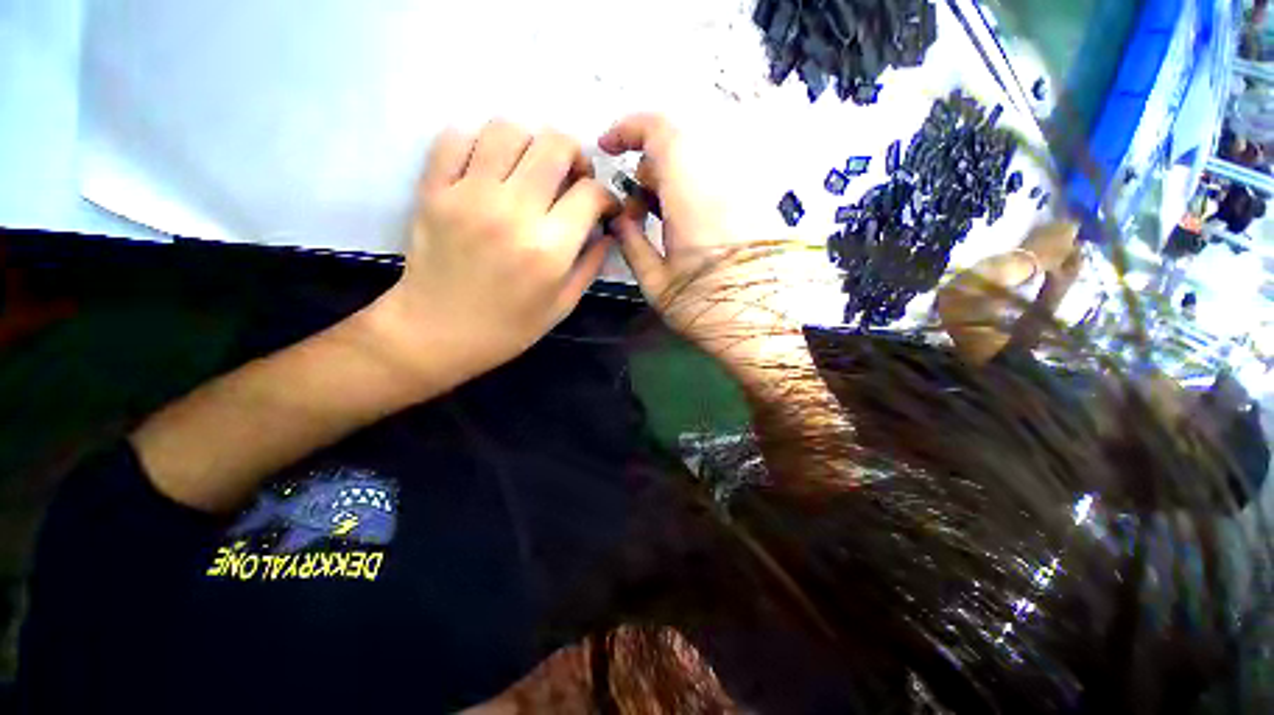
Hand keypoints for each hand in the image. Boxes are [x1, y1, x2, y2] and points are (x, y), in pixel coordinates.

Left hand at [368, 121, 615, 382]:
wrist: (437, 332)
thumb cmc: (508, 327)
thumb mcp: (562, 305)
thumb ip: (591, 264)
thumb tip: (607, 229)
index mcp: (549, 249)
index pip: (590, 193)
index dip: (605, 196)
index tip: (602, 208)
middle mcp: (512, 212)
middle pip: (555, 145)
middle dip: (575, 156)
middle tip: (571, 178)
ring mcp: (468, 195)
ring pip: (508, 129)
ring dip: (530, 144)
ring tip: (531, 170)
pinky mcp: (434, 189)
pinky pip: (458, 136)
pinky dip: (481, 143)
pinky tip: (491, 169)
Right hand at [600, 114, 796, 363]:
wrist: (761, 329)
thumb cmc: (704, 309)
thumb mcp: (655, 282)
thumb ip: (631, 242)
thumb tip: (618, 218)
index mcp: (692, 196)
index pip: (661, 132)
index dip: (628, 128)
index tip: (607, 147)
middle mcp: (721, 181)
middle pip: (677, 144)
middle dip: (647, 166)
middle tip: (636, 207)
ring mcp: (743, 190)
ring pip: (697, 160)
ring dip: (669, 178)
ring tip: (658, 219)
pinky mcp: (755, 203)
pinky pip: (716, 177)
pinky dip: (691, 188)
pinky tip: (686, 224)